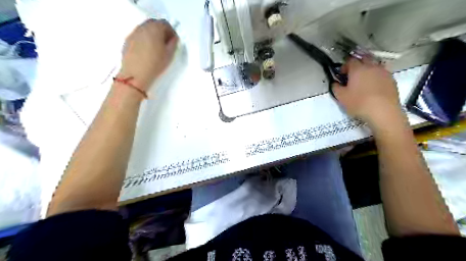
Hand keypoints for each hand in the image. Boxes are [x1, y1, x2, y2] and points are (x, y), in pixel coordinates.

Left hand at [119, 19, 178, 89]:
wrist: (135, 75)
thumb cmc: (155, 64)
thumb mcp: (169, 55)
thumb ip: (173, 43)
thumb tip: (173, 38)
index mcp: (155, 29)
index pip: (165, 24)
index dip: (171, 32)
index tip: (173, 42)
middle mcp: (143, 27)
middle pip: (154, 23)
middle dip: (161, 31)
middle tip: (165, 44)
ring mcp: (134, 33)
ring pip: (145, 29)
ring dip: (152, 35)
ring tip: (156, 48)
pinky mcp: (127, 40)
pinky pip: (138, 35)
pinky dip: (144, 39)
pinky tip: (146, 51)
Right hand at [333, 57, 402, 126]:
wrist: (383, 111)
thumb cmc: (359, 103)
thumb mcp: (341, 97)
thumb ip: (336, 88)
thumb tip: (335, 83)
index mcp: (358, 69)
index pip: (350, 61)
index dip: (344, 66)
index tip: (342, 75)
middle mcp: (371, 67)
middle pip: (364, 59)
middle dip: (358, 64)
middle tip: (353, 75)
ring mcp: (384, 72)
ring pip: (374, 65)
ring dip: (368, 70)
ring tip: (364, 81)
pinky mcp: (392, 80)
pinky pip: (382, 73)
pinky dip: (376, 77)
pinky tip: (374, 87)